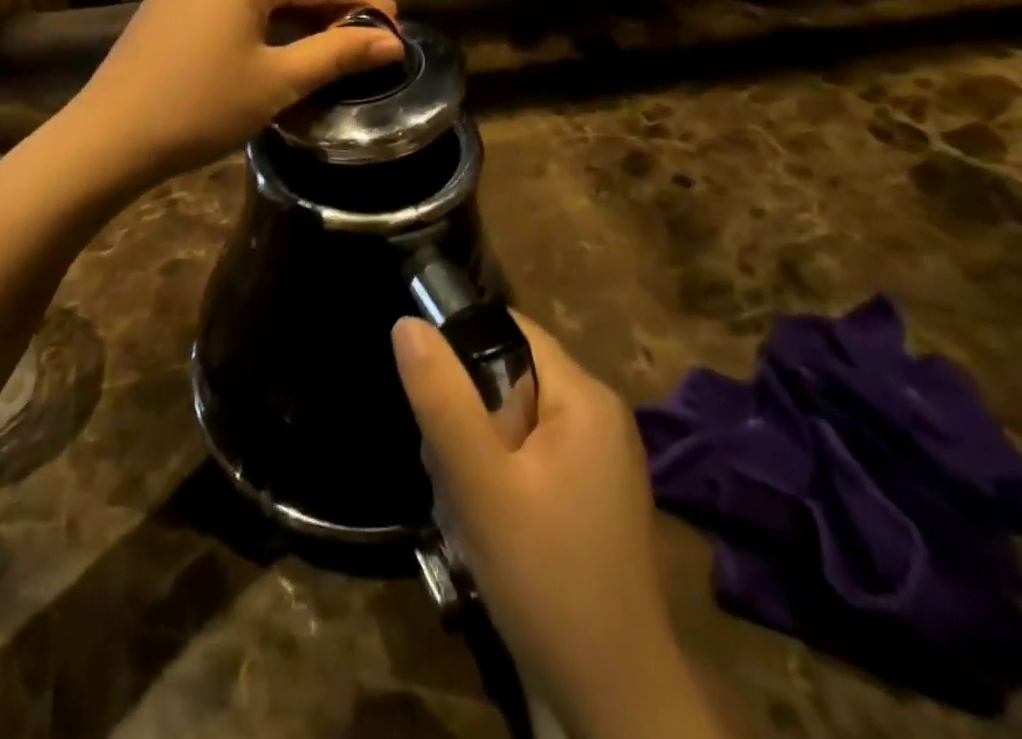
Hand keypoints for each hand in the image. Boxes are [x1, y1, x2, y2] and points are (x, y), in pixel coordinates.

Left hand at [64, 0, 401, 187]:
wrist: (109, 138)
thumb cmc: (200, 108)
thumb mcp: (277, 82)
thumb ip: (337, 53)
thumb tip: (391, 42)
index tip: (395, 26)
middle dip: (330, 5)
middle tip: (369, 38)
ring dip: (297, 11)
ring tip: (334, 41)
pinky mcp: (170, 0)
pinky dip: (262, 17)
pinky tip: (281, 41)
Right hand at [393, 315, 721, 738]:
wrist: (614, 704)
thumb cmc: (547, 579)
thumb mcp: (480, 484)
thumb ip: (441, 399)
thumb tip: (407, 322)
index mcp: (583, 397)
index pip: (510, 330)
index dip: (460, 343)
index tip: (427, 390)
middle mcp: (595, 416)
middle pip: (506, 376)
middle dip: (463, 414)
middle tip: (445, 469)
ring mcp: (594, 460)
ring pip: (508, 421)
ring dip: (472, 453)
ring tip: (460, 507)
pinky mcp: (584, 497)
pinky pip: (523, 457)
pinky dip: (493, 479)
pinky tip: (480, 527)